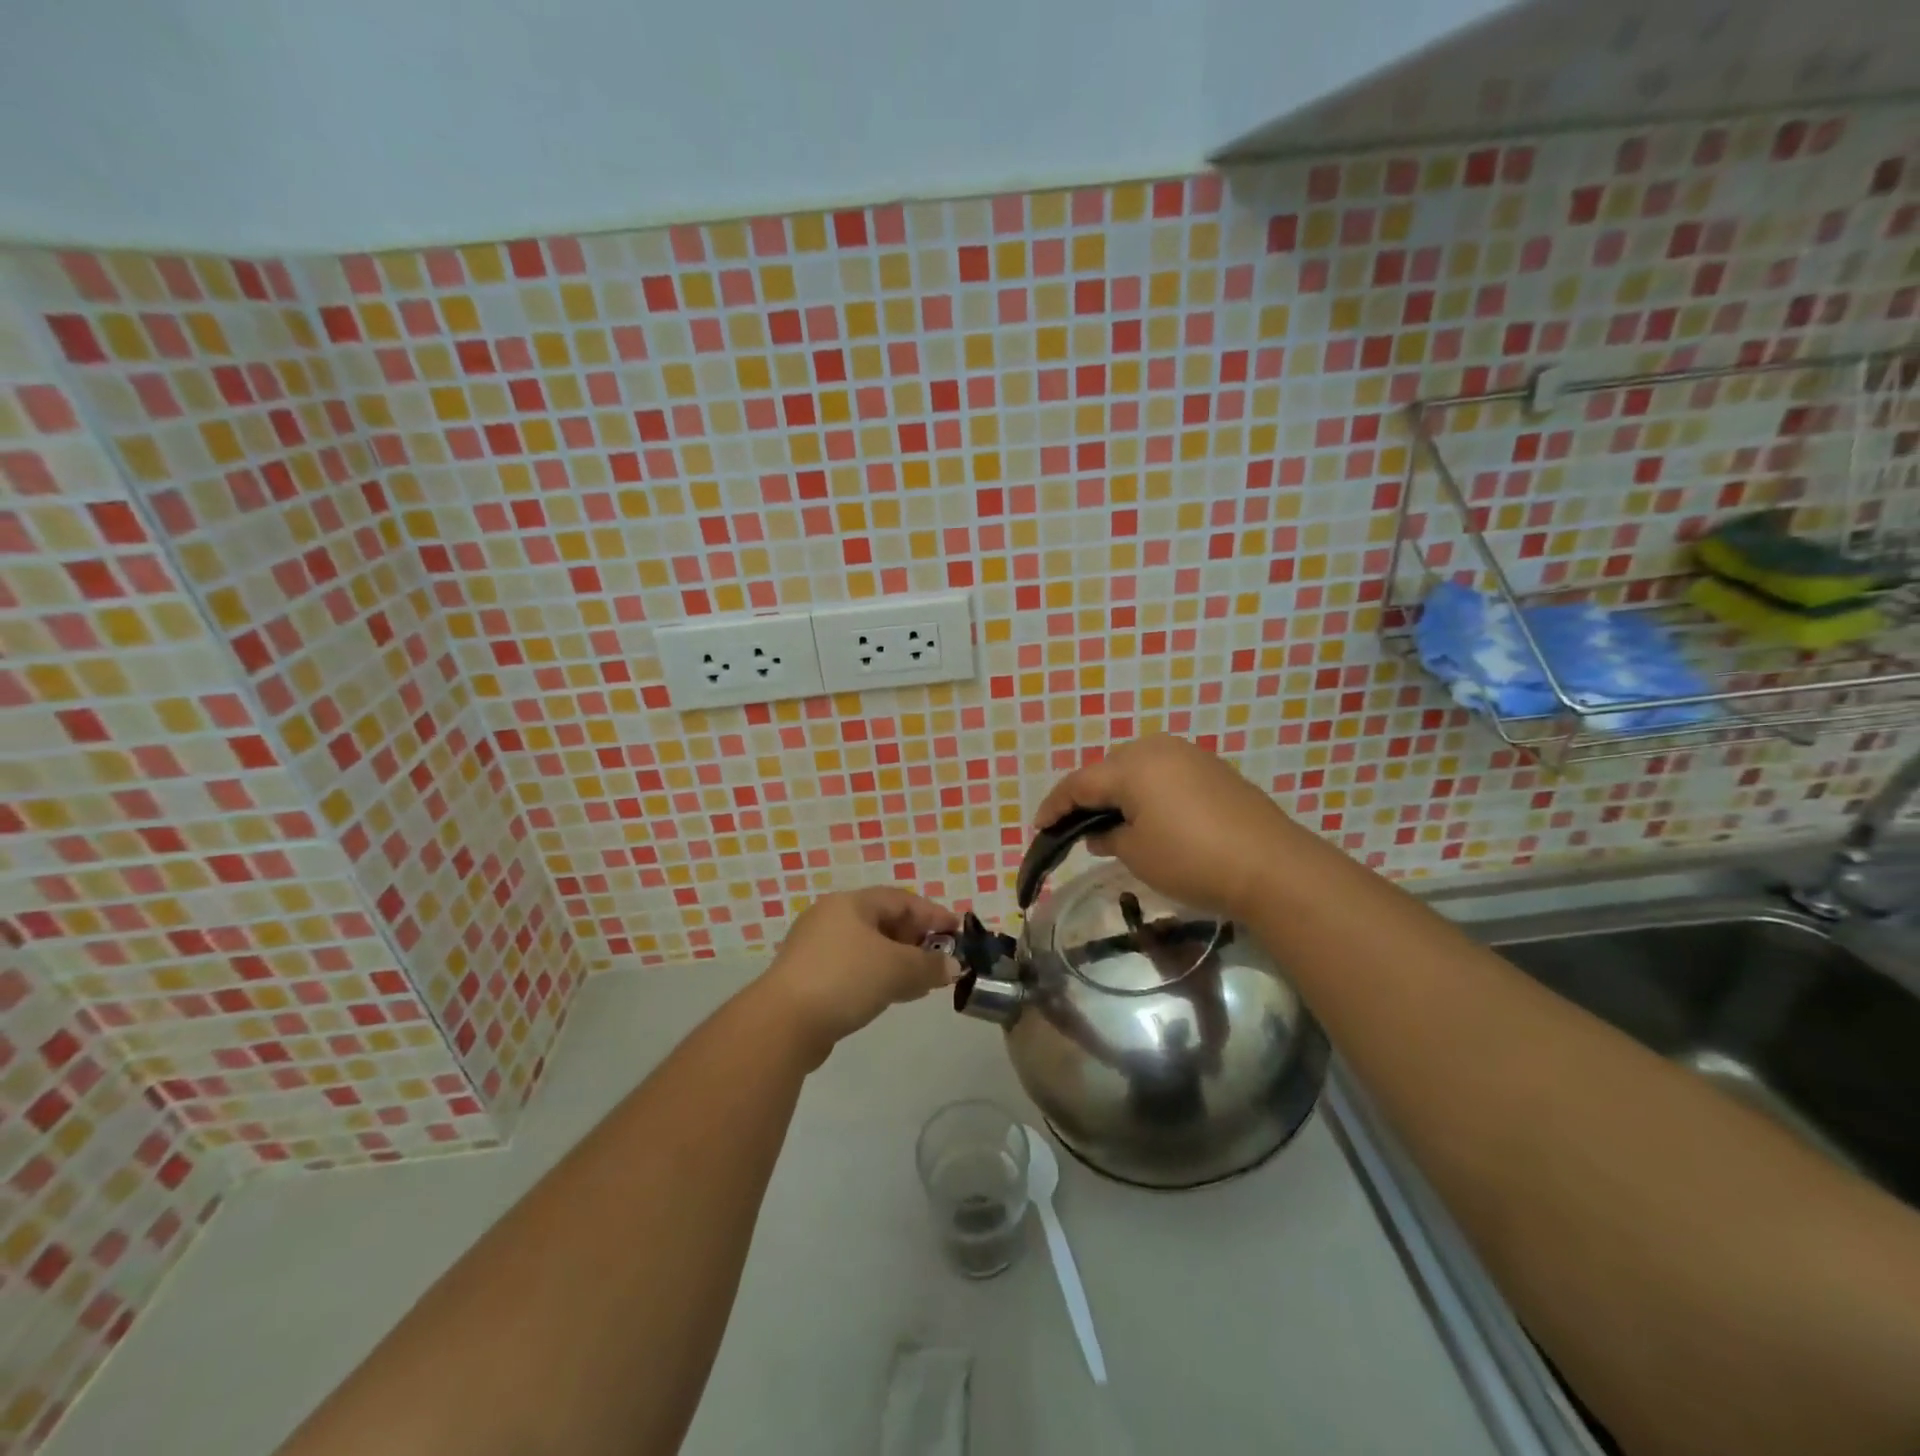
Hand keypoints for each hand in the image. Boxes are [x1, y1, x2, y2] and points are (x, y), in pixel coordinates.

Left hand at [756, 888, 959, 1064]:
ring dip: (899, 961)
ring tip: (922, 981)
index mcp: (850, 903)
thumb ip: (929, 966)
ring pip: (869, 947)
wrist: (783, 1023)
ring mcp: (816, 948)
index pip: (901, 899)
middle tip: (940, 958)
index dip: (933, 914)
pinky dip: (878, 975)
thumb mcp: (897, 969)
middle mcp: (831, 917)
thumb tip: (952, 967)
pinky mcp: (808, 977)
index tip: (958, 931)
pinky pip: (854, 968)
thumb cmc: (845, 979)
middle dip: (916, 939)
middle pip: (883, 921)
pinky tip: (892, 995)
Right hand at [1032, 734, 1296, 919]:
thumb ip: (1109, 837)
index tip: (1039, 829)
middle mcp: (1158, 749)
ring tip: (1111, 822)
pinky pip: (1165, 774)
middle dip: (1088, 796)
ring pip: (1138, 768)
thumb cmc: (1192, 860)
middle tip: (1075, 826)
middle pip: (1108, 769)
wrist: (1272, 867)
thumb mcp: (1137, 854)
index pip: (1079, 783)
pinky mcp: (1214, 770)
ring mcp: (1190, 755)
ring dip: (1119, 792)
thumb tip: (1100, 833)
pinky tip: (1150, 816)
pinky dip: (1148, 792)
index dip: (1055, 806)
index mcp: (1132, 766)